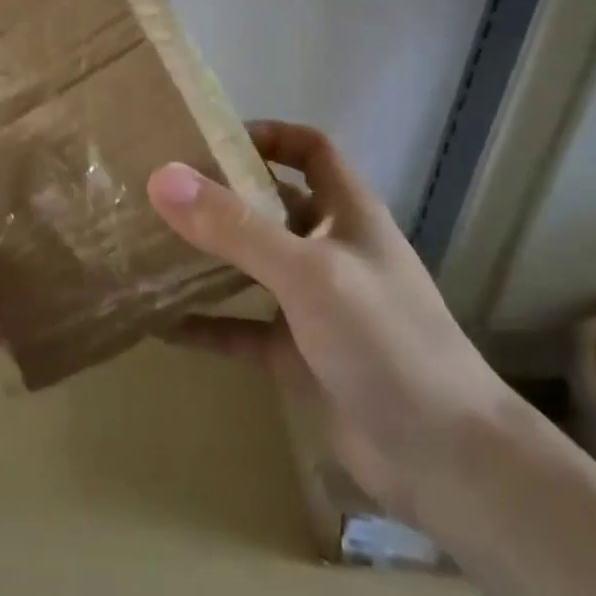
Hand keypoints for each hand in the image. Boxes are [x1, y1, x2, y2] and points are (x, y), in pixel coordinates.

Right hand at [146, 120, 518, 529]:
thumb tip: (162, 177)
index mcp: (346, 214)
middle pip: (270, 205)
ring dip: (206, 257)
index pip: (309, 150)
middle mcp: (328, 249)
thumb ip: (236, 227)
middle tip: (159, 192)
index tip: (208, 140)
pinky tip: (159, 325)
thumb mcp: (308, 272)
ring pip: (250, 266)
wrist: (445, 460)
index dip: (267, 135)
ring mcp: (312, 304)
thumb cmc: (386, 342)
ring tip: (149, 246)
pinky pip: (239, 328)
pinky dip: (204, 324)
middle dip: (220, 195)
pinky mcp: (296, 354)